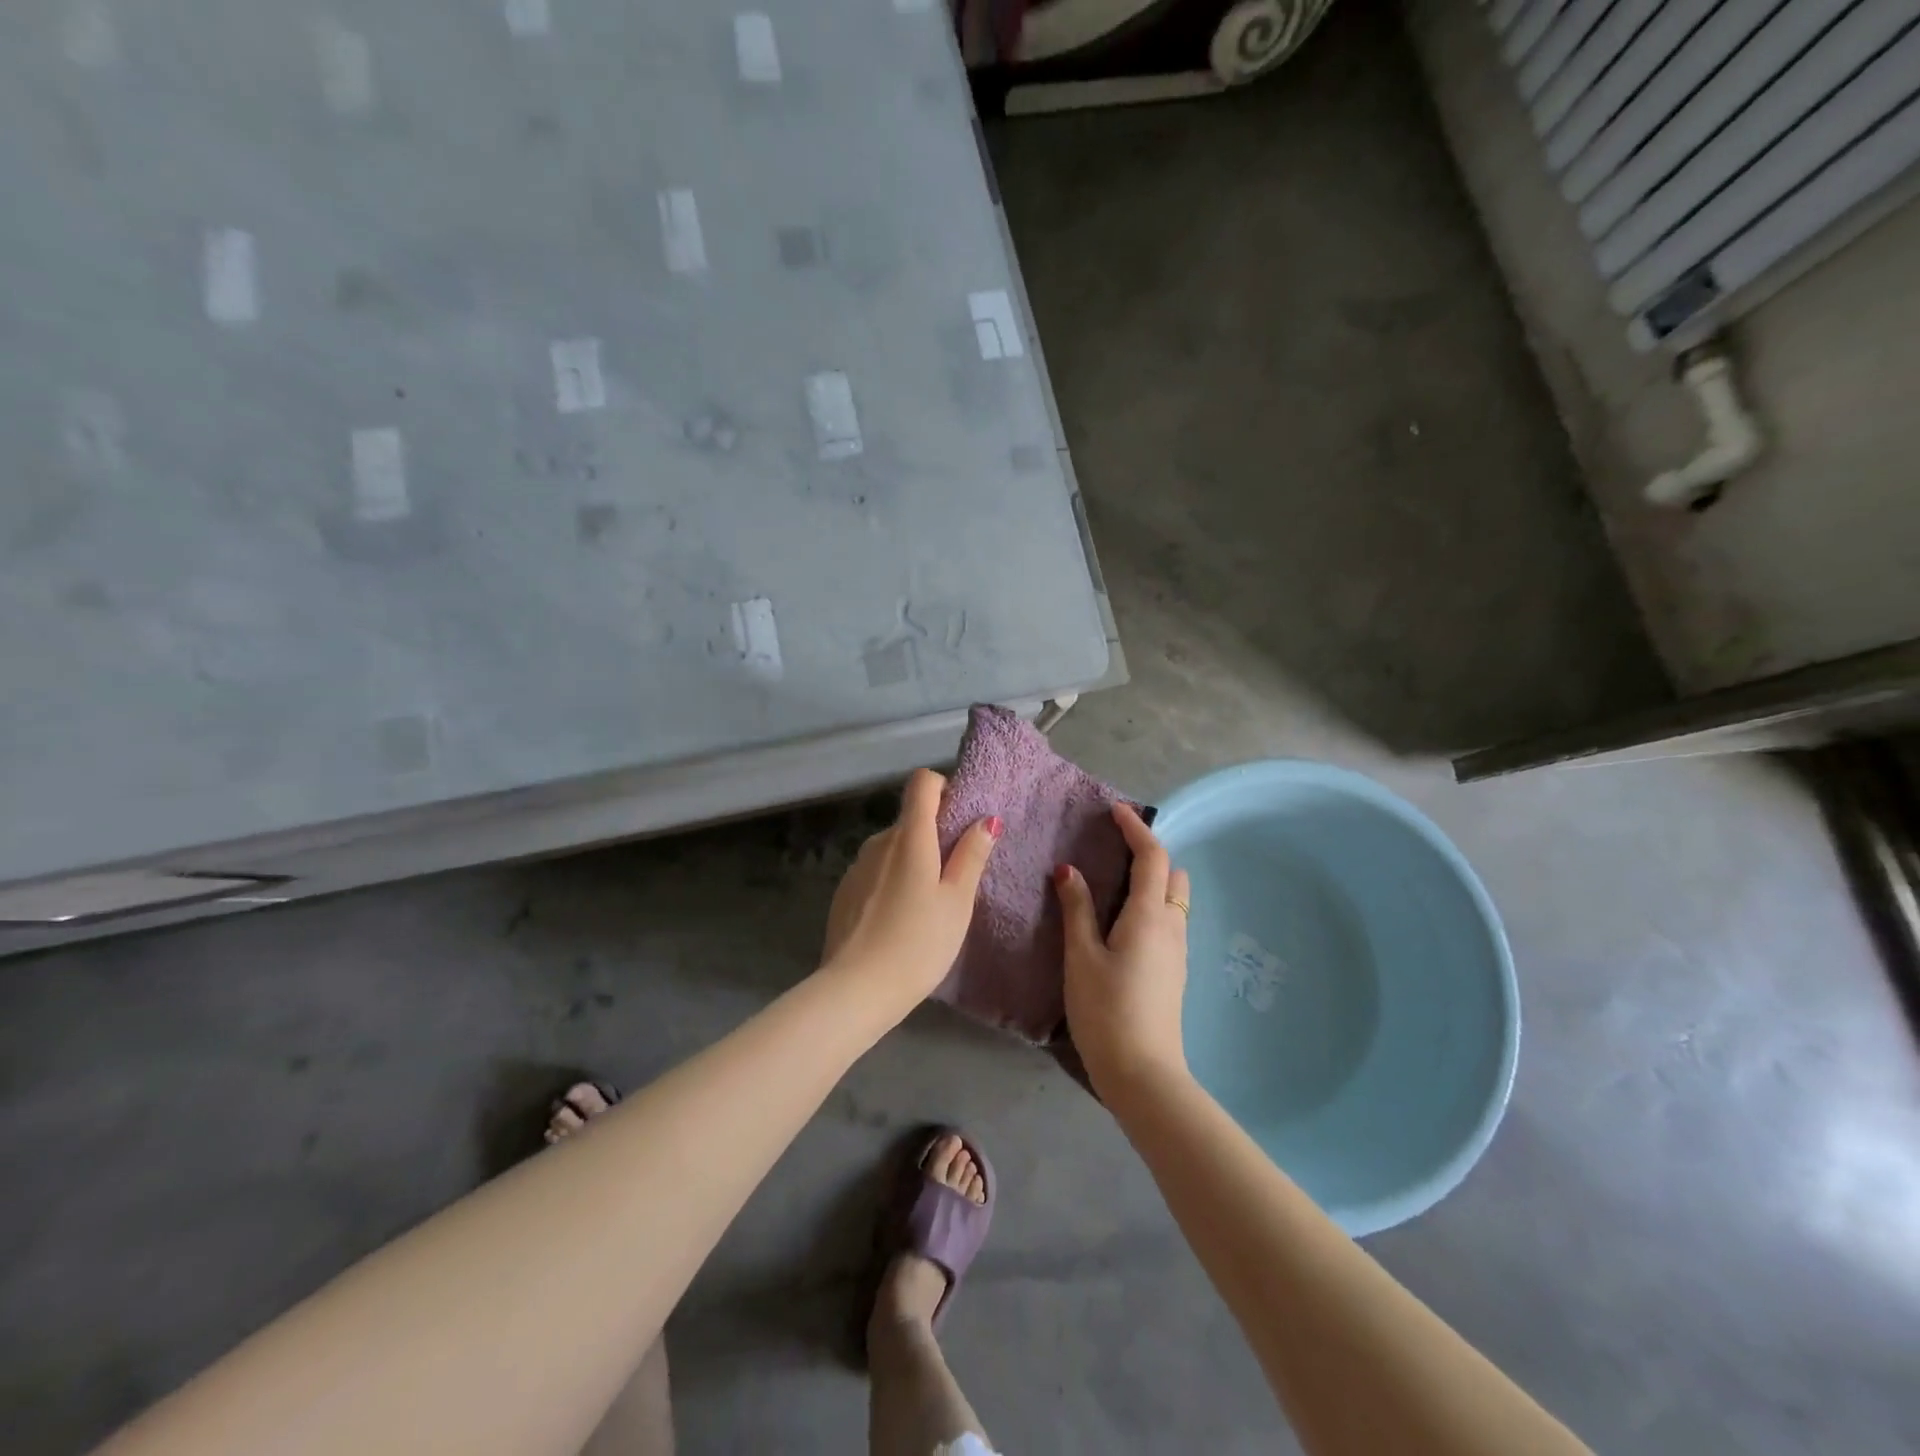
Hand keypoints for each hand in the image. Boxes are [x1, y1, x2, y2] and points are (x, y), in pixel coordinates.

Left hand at [820, 768, 1000, 1013]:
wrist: (855, 990)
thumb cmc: (917, 943)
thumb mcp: (957, 902)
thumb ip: (971, 856)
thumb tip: (987, 819)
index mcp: (909, 837)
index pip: (922, 783)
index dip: (944, 789)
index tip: (961, 820)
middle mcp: (879, 841)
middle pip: (910, 819)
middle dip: (935, 836)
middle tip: (956, 877)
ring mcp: (857, 866)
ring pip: (893, 848)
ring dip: (913, 861)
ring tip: (929, 905)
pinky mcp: (845, 891)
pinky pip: (876, 871)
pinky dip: (893, 882)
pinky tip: (900, 920)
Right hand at [1054, 803, 1192, 1098]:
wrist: (1144, 1074)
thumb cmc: (1106, 1011)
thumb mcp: (1081, 957)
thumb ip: (1077, 909)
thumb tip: (1069, 869)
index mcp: (1149, 916)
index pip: (1152, 857)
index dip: (1137, 828)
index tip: (1116, 810)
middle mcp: (1171, 927)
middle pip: (1173, 875)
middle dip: (1150, 853)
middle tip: (1115, 847)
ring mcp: (1177, 952)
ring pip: (1174, 900)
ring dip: (1152, 880)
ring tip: (1114, 881)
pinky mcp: (1173, 972)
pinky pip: (1168, 921)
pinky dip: (1151, 904)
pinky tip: (1122, 920)